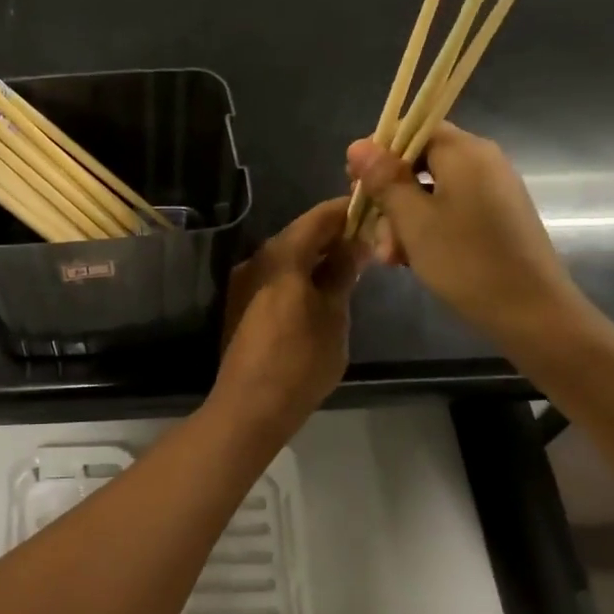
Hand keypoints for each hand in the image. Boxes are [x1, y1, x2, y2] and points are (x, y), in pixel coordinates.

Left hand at [214, 198, 366, 437]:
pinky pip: (275, 277)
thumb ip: (342, 273)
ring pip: (286, 257)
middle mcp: (256, 260)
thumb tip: (355, 242)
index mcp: (280, 255)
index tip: (372, 208)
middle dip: (333, 235)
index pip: (317, 218)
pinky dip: (300, 275)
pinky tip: (321, 289)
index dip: (345, 210)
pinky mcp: (241, 305)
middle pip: (299, 235)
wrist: (250, 405)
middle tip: (368, 240)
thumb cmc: (300, 359)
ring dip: (316, 256)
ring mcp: (245, 283)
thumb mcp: (333, 315)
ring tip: (351, 265)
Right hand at [347, 123, 588, 345]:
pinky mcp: (496, 218)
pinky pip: (451, 209)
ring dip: (403, 218)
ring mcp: (492, 191)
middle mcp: (483, 162)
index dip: (380, 152)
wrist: (532, 313)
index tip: (355, 183)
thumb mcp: (413, 220)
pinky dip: (426, 228)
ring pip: (432, 191)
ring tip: (390, 257)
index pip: (414, 129)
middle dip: (389, 194)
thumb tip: (357, 145)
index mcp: (465, 152)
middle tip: (370, 228)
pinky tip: (410, 258)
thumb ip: (384, 179)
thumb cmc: (466, 261)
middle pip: (420, 162)